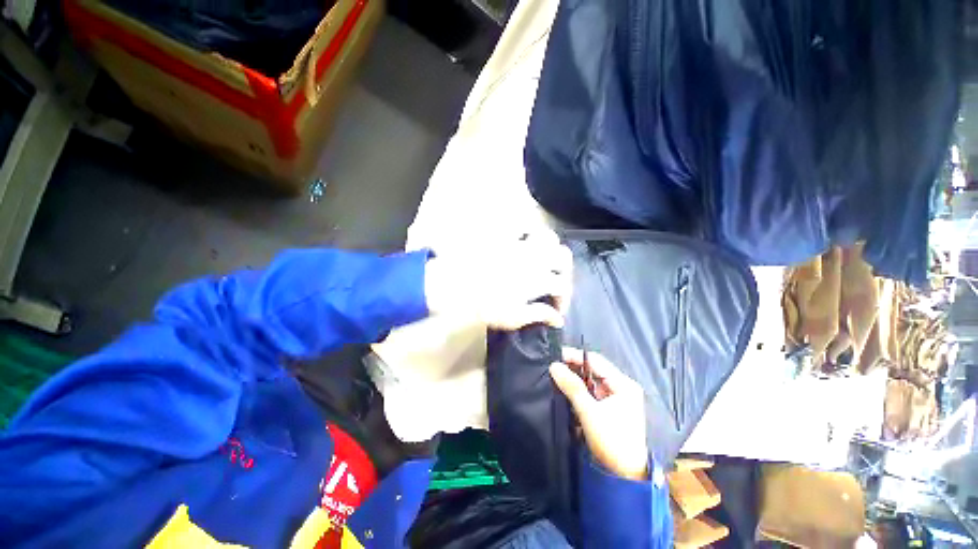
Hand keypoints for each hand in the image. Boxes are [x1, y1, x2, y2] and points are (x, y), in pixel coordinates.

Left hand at [423, 232, 572, 329]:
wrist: (456, 286)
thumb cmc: (485, 305)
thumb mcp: (514, 317)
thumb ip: (539, 315)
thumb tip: (558, 319)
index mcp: (539, 279)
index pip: (562, 286)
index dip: (563, 298)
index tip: (556, 308)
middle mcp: (535, 258)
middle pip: (564, 256)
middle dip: (564, 270)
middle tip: (555, 280)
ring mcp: (521, 244)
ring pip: (549, 237)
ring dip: (551, 248)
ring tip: (544, 258)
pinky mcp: (506, 235)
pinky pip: (523, 225)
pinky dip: (528, 231)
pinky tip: (524, 240)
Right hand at [550, 348, 648, 480]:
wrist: (623, 477)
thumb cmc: (610, 441)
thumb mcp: (589, 411)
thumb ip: (572, 386)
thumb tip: (554, 365)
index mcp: (623, 384)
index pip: (596, 361)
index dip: (575, 356)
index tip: (555, 355)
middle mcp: (622, 388)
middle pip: (594, 371)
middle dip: (574, 368)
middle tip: (553, 366)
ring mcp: (618, 399)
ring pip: (591, 382)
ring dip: (575, 380)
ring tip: (556, 376)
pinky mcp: (611, 410)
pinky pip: (592, 393)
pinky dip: (580, 391)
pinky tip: (567, 391)